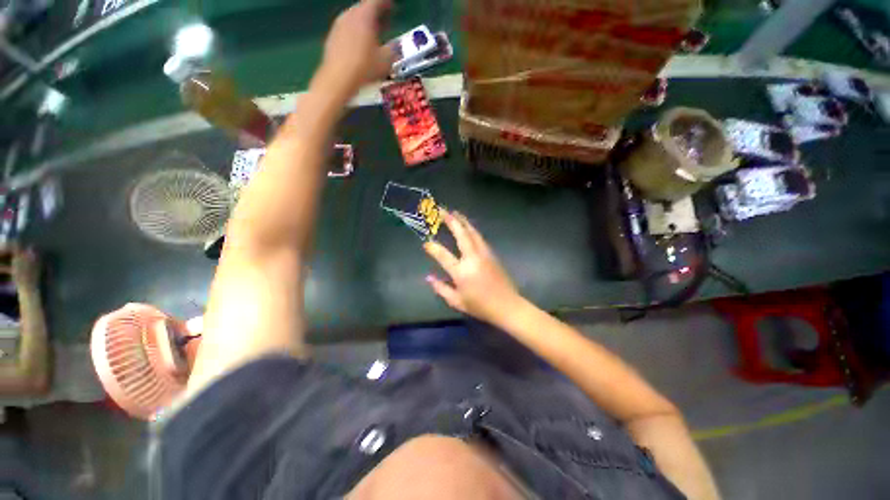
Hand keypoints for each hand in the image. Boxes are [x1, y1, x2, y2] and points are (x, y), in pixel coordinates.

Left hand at [316, 0, 395, 97]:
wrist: (338, 79)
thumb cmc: (364, 68)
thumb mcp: (386, 61)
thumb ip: (393, 50)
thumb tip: (396, 47)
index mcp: (364, 15)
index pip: (377, 1)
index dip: (386, 3)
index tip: (393, 7)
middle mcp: (350, 15)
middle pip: (364, 8)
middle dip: (376, 14)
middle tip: (385, 22)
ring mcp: (338, 25)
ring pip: (355, 19)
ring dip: (365, 25)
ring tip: (374, 36)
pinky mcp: (332, 37)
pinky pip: (347, 30)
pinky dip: (356, 33)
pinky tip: (361, 47)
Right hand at [424, 211, 522, 325]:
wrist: (507, 306)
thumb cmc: (480, 306)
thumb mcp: (457, 302)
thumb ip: (441, 289)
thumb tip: (428, 277)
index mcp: (462, 272)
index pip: (443, 255)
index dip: (433, 248)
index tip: (426, 243)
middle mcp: (473, 258)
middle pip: (461, 234)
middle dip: (451, 221)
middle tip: (442, 210)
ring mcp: (484, 254)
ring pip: (473, 232)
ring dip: (463, 221)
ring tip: (455, 213)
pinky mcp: (492, 254)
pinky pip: (479, 237)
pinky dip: (471, 229)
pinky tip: (468, 226)